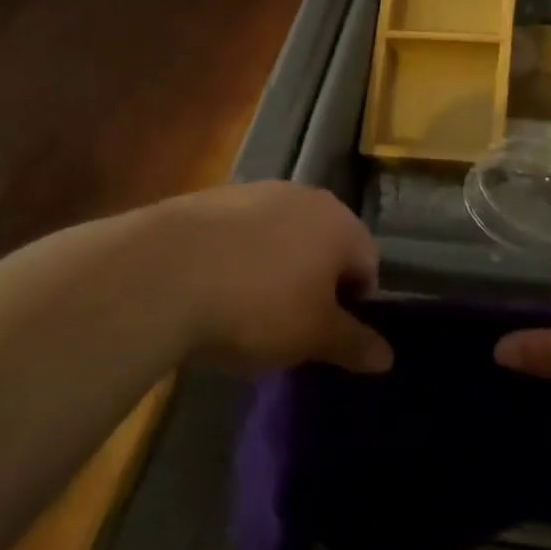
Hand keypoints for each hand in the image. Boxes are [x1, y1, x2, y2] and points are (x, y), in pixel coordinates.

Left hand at [140, 182, 391, 374]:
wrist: (162, 273)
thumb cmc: (257, 306)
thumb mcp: (313, 336)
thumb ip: (354, 344)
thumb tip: (388, 358)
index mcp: (341, 225)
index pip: (368, 265)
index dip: (354, 306)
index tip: (327, 335)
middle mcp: (306, 197)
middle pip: (325, 246)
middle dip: (316, 283)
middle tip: (291, 324)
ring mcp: (258, 192)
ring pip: (282, 237)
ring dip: (277, 268)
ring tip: (247, 308)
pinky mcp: (213, 197)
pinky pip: (242, 232)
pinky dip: (239, 257)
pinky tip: (214, 287)